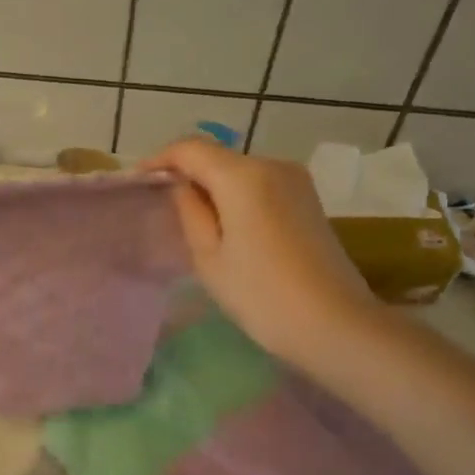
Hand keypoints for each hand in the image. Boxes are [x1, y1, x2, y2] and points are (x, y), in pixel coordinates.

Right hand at [141, 138, 378, 361]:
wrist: (335, 325)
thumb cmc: (261, 295)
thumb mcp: (209, 257)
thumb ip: (190, 212)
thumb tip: (183, 187)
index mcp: (243, 176)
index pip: (190, 149)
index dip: (160, 160)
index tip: (138, 182)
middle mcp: (272, 165)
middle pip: (217, 157)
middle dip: (187, 174)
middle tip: (162, 207)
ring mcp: (296, 180)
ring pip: (239, 171)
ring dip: (213, 187)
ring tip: (193, 221)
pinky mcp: (308, 199)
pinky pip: (260, 185)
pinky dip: (236, 197)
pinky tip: (228, 227)